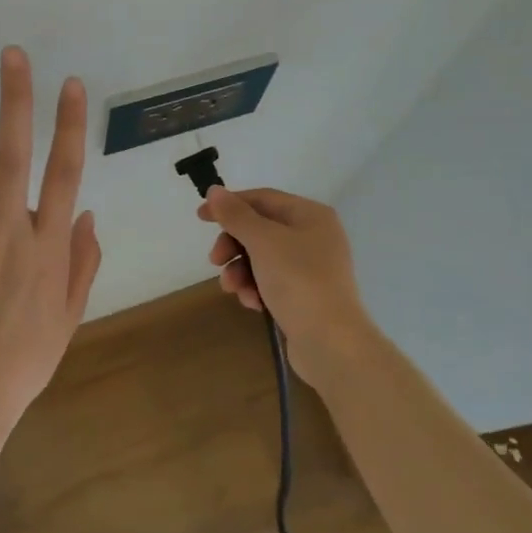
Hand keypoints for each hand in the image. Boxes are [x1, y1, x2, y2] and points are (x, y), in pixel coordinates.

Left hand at [0, 47, 101, 434]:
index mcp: (46, 248)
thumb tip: (85, 212)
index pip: (63, 173)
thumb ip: (81, 260)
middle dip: (16, 101)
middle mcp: (7, 233)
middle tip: (13, 55)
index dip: (68, 126)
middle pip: (14, 156)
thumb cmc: (26, 356)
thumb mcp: (70, 313)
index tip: (70, 85)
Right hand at [199, 186, 372, 387]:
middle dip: (234, 245)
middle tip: (215, 260)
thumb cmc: (298, 280)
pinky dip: (257, 289)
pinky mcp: (305, 295)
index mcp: (311, 215)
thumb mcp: (263, 241)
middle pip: (260, 230)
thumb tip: (215, 190)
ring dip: (241, 271)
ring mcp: (311, 267)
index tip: (201, 216)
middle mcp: (314, 236)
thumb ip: (236, 215)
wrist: (331, 341)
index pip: (263, 198)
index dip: (230, 205)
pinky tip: (253, 304)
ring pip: (262, 258)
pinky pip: (272, 282)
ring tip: (234, 289)